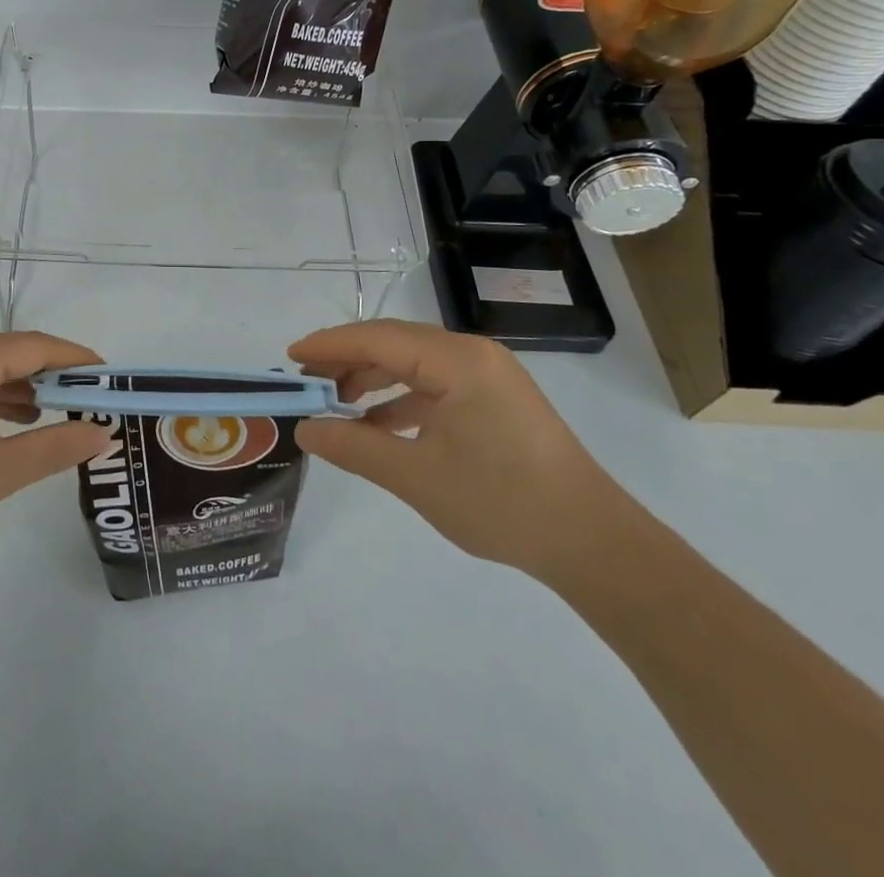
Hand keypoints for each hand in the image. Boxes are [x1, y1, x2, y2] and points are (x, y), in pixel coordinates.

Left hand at [0, 332, 112, 568]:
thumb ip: (56, 446)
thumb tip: (103, 433)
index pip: (34, 345)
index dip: (76, 359)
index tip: (110, 377)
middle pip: (12, 352)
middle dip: (53, 374)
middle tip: (92, 399)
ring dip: (25, 387)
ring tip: (63, 412)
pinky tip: (18, 421)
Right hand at [292, 319, 632, 579]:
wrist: (592, 543)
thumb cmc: (502, 503)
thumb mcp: (417, 477)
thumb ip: (355, 448)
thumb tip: (305, 430)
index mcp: (458, 361)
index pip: (378, 339)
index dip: (330, 345)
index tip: (290, 357)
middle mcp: (473, 355)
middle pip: (395, 343)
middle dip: (347, 360)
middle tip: (307, 382)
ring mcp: (488, 376)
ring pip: (414, 362)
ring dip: (373, 379)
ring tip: (335, 402)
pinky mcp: (495, 399)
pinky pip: (435, 384)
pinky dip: (401, 398)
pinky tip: (377, 423)